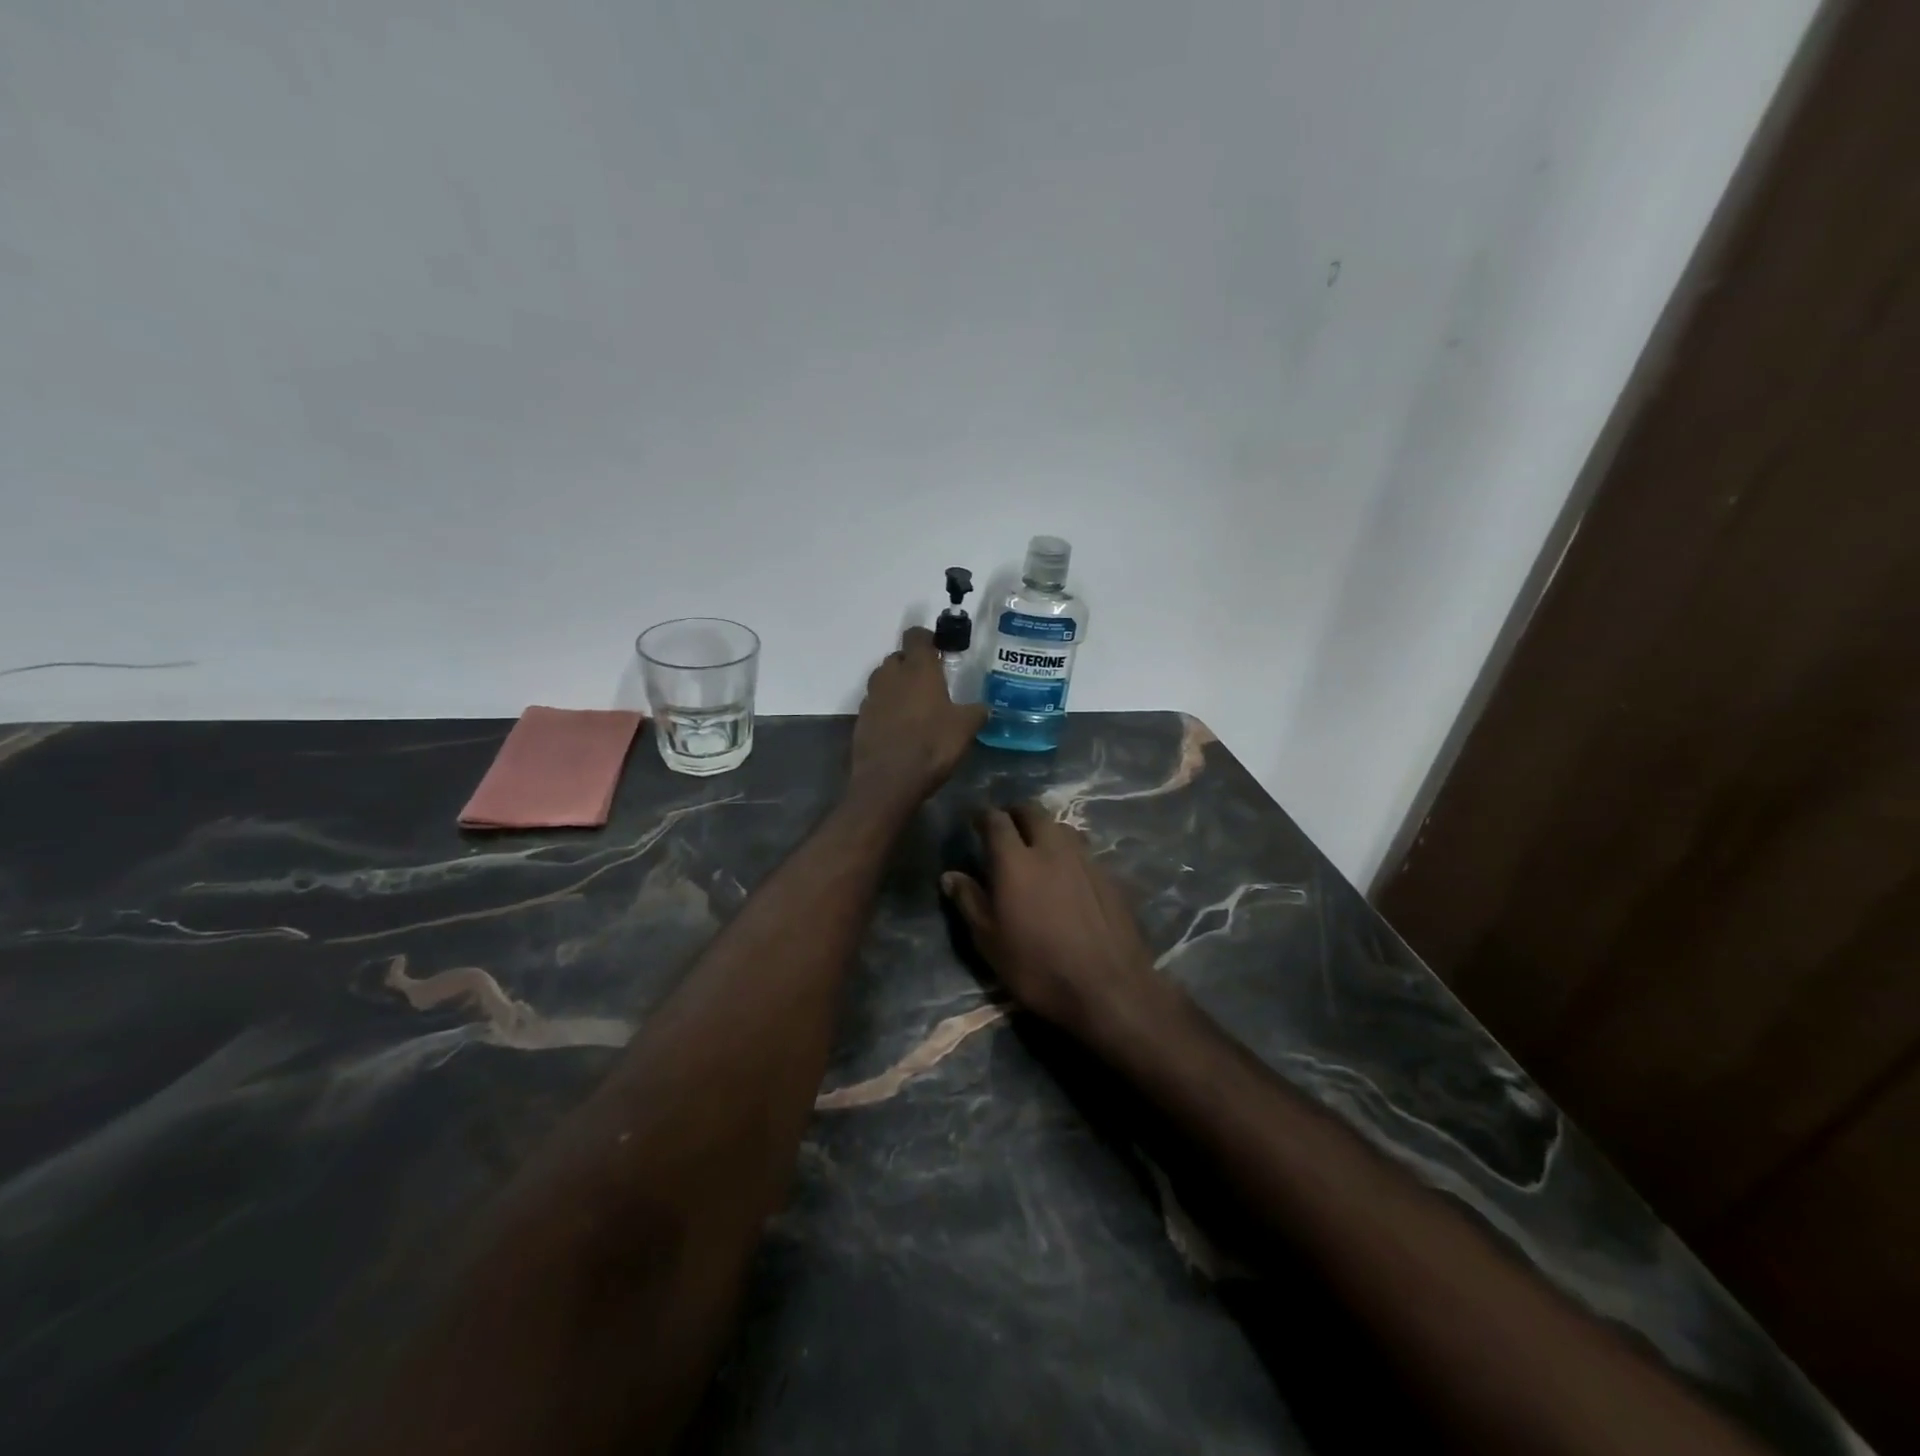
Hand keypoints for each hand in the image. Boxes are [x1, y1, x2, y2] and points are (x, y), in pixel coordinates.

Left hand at [848, 627, 987, 810]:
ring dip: (897, 686)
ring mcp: (872, 697)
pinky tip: (900, 727)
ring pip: (884, 679)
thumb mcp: (965, 729)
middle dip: (912, 664)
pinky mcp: (861, 719)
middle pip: (898, 657)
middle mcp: (891, 675)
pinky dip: (886, 709)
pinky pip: (876, 704)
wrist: (888, 781)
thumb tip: (983, 708)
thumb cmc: (932, 745)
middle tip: (931, 683)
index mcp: (918, 668)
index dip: (928, 639)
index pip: (916, 636)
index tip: (940, 651)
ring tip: (915, 706)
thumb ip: (976, 712)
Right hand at [941, 803, 1165, 1039]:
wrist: (1109, 988)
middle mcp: (1052, 848)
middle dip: (1016, 814)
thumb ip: (969, 902)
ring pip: (1062, 827)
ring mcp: (1085, 859)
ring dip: (1045, 829)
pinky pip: (1084, 850)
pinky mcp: (1110, 876)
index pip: (996, 820)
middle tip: (1006, 827)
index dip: (983, 816)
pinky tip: (1068, 874)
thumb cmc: (1037, 968)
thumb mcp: (990, 942)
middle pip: (1033, 812)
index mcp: (1015, 860)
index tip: (975, 821)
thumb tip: (950, 875)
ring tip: (1037, 847)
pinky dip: (1069, 852)